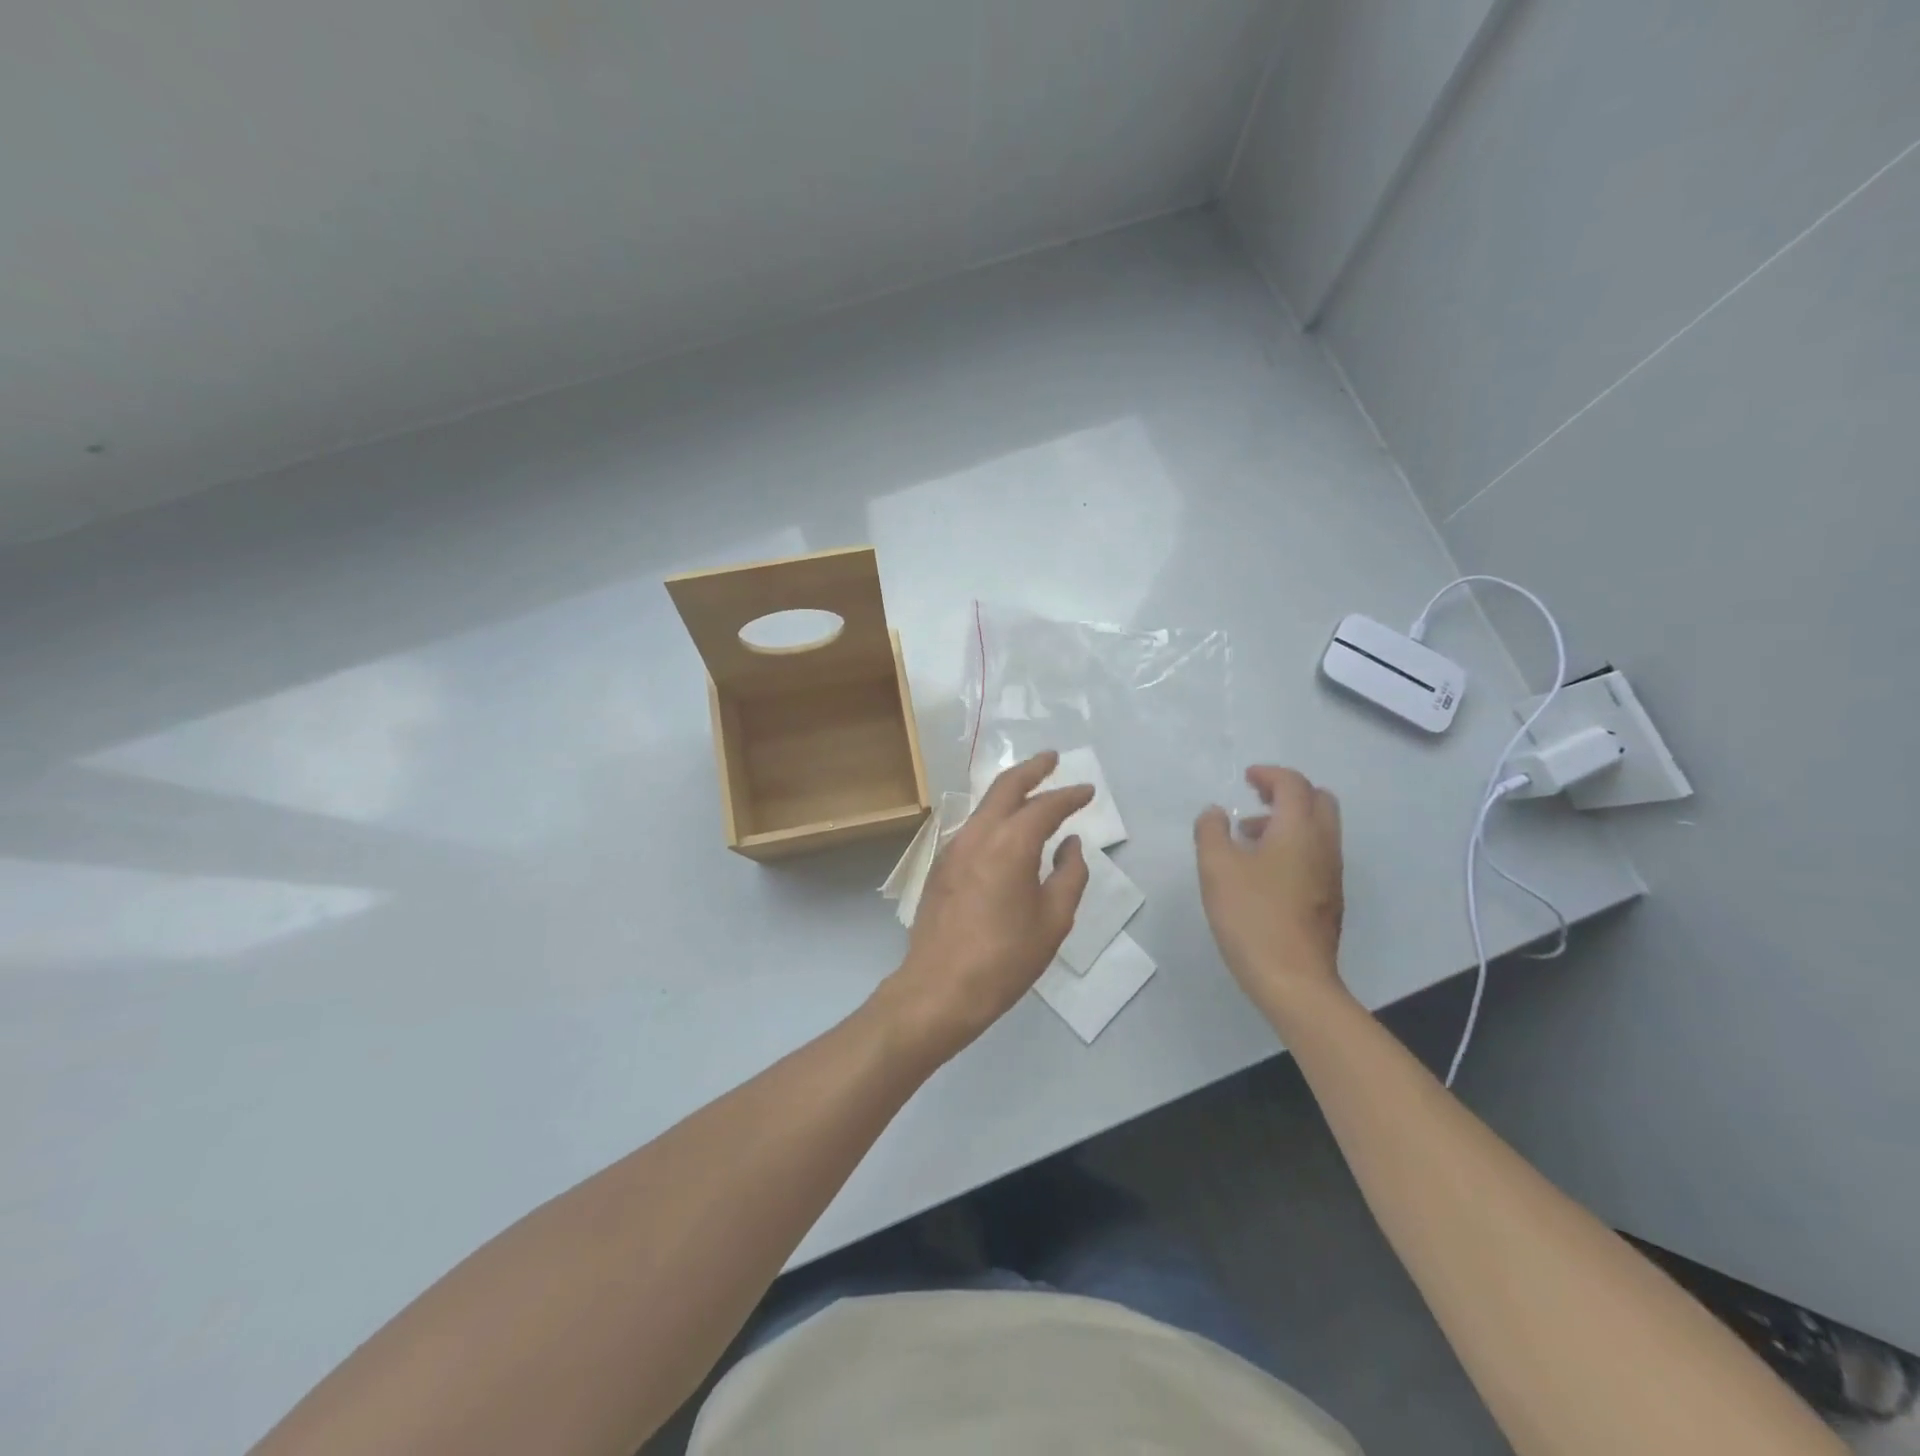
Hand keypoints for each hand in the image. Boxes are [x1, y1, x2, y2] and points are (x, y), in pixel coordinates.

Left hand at [876, 752, 1092, 1063]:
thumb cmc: (1005, 958)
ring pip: (985, 804)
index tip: (1088, 790)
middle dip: (1032, 768)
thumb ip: (1069, 875)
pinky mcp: (940, 864)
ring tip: (1032, 788)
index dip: (1069, 795)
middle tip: (1053, 758)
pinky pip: (972, 827)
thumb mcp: (1053, 920)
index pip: (1045, 806)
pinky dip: (994, 815)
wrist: (940, 987)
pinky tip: (1005, 828)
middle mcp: (977, 834)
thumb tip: (1070, 843)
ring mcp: (953, 847)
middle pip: (1006, 786)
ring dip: (1010, 791)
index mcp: (1010, 844)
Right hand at [1194, 766, 1346, 1021]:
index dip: (1269, 774)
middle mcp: (1324, 845)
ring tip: (1249, 837)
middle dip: (1288, 792)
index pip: (1293, 784)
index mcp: (1299, 830)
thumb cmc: (1251, 916)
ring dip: (1289, 820)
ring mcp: (1331, 874)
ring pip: (1319, 829)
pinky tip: (1263, 871)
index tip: (1246, 778)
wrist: (1293, 979)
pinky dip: (1295, 844)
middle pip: (1318, 800)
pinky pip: (1317, 854)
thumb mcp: (1216, 868)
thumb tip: (1216, 812)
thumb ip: (1211, 831)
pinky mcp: (1329, 899)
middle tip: (1256, 798)